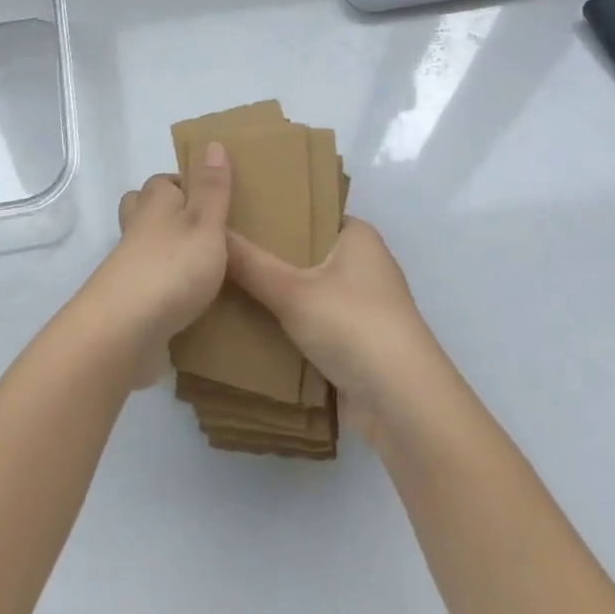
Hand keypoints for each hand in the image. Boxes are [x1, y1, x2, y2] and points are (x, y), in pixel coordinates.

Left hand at [77, 141, 232, 388]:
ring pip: (143, 246)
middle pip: (144, 209)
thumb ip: (212, 188)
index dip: (185, 186)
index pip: (165, 182)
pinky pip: (145, 283)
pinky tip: (184, 301)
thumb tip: (213, 142)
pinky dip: (161, 285)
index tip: (211, 200)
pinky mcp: (127, 300)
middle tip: (200, 230)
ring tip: (198, 266)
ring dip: (163, 251)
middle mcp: (136, 227)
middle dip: (165, 213)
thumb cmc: (172, 267)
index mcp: (155, 202)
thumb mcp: (205, 222)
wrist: (124, 329)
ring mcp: (127, 265)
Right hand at [226, 218, 447, 446]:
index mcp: (356, 236)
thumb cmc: (355, 326)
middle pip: (302, 249)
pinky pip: (307, 321)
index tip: (232, 204)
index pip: (308, 207)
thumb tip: (210, 232)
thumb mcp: (294, 291)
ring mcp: (357, 305)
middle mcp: (360, 263)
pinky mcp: (351, 342)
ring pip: (303, 288)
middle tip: (215, 241)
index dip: (273, 205)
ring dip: (271, 290)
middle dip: (264, 250)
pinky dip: (282, 322)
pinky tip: (241, 318)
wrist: (404, 409)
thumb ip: (249, 263)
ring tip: (218, 276)